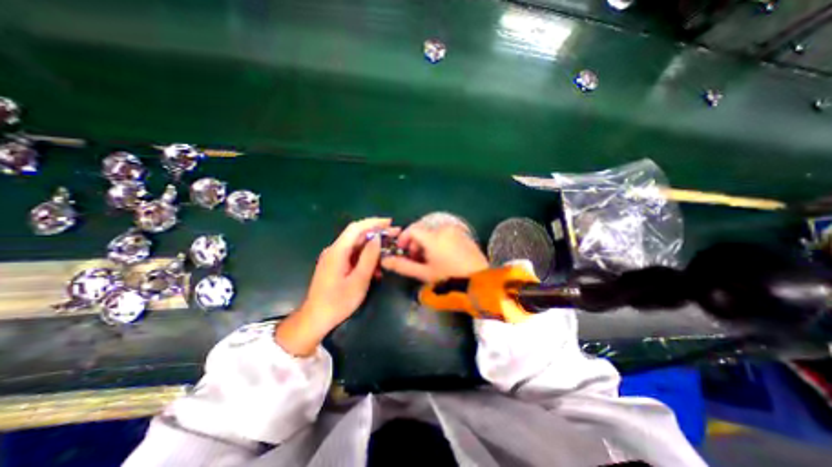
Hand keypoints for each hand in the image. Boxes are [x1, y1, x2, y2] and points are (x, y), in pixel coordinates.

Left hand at [275, 216, 395, 354]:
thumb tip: (377, 238)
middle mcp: (334, 250)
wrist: (316, 319)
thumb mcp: (359, 280)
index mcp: (338, 251)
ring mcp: (334, 258)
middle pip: (357, 236)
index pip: (356, 228)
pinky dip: (366, 258)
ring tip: (389, 254)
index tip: (390, 222)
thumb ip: (369, 257)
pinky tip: (376, 268)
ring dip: (373, 248)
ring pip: (357, 246)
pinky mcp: (335, 265)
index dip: (373, 222)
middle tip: (395, 235)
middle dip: (377, 234)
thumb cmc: (338, 302)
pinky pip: (353, 256)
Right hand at [382, 220, 488, 282]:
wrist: (480, 281)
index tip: (402, 250)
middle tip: (415, 258)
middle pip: (423, 230)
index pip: (412, 229)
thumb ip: (403, 266)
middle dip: (415, 242)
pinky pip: (445, 233)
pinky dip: (438, 241)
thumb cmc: (449, 278)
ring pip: (434, 232)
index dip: (404, 238)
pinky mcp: (464, 234)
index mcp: (433, 237)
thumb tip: (385, 261)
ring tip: (429, 259)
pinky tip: (442, 255)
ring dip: (427, 242)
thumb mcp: (424, 273)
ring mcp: (456, 231)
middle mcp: (444, 229)